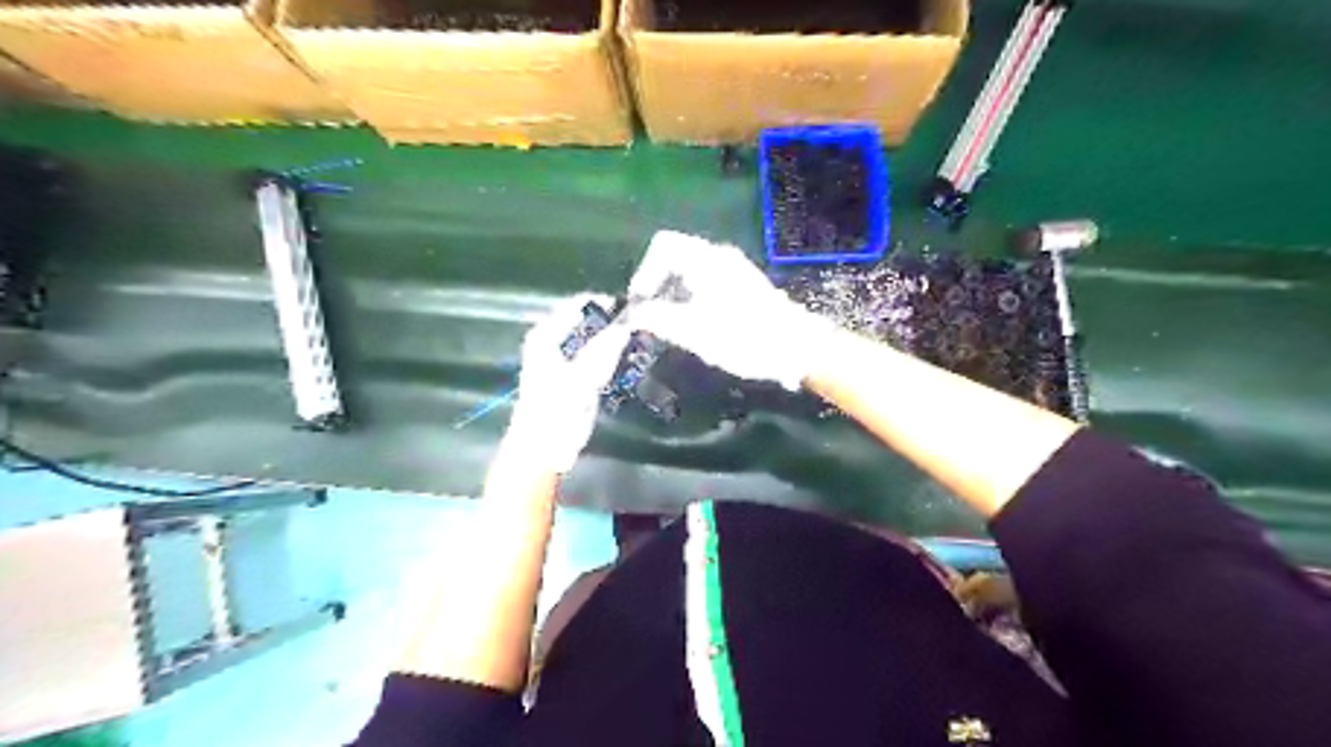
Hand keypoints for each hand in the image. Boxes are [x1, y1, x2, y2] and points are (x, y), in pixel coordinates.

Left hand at [503, 292, 629, 471]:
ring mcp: (560, 359)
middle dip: (611, 321)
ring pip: (592, 338)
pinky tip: (627, 360)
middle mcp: (550, 341)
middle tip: (640, 323)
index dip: (605, 303)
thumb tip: (628, 322)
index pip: (578, 305)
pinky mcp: (571, 377)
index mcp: (545, 335)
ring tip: (638, 340)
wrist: (542, 450)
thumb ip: (605, 347)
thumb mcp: (582, 377)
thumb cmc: (556, 411)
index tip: (634, 307)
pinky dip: (609, 355)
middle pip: (586, 321)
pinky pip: (595, 356)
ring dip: (612, 339)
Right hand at [624, 229, 828, 388]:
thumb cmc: (743, 337)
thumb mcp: (693, 331)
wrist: (797, 347)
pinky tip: (695, 326)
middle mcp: (719, 256)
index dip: (644, 273)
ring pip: (690, 271)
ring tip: (670, 325)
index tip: (640, 304)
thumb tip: (631, 314)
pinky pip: (705, 282)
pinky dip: (691, 298)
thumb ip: (657, 318)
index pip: (662, 247)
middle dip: (657, 285)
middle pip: (674, 258)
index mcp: (705, 259)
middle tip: (651, 317)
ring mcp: (733, 269)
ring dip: (673, 295)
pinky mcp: (742, 286)